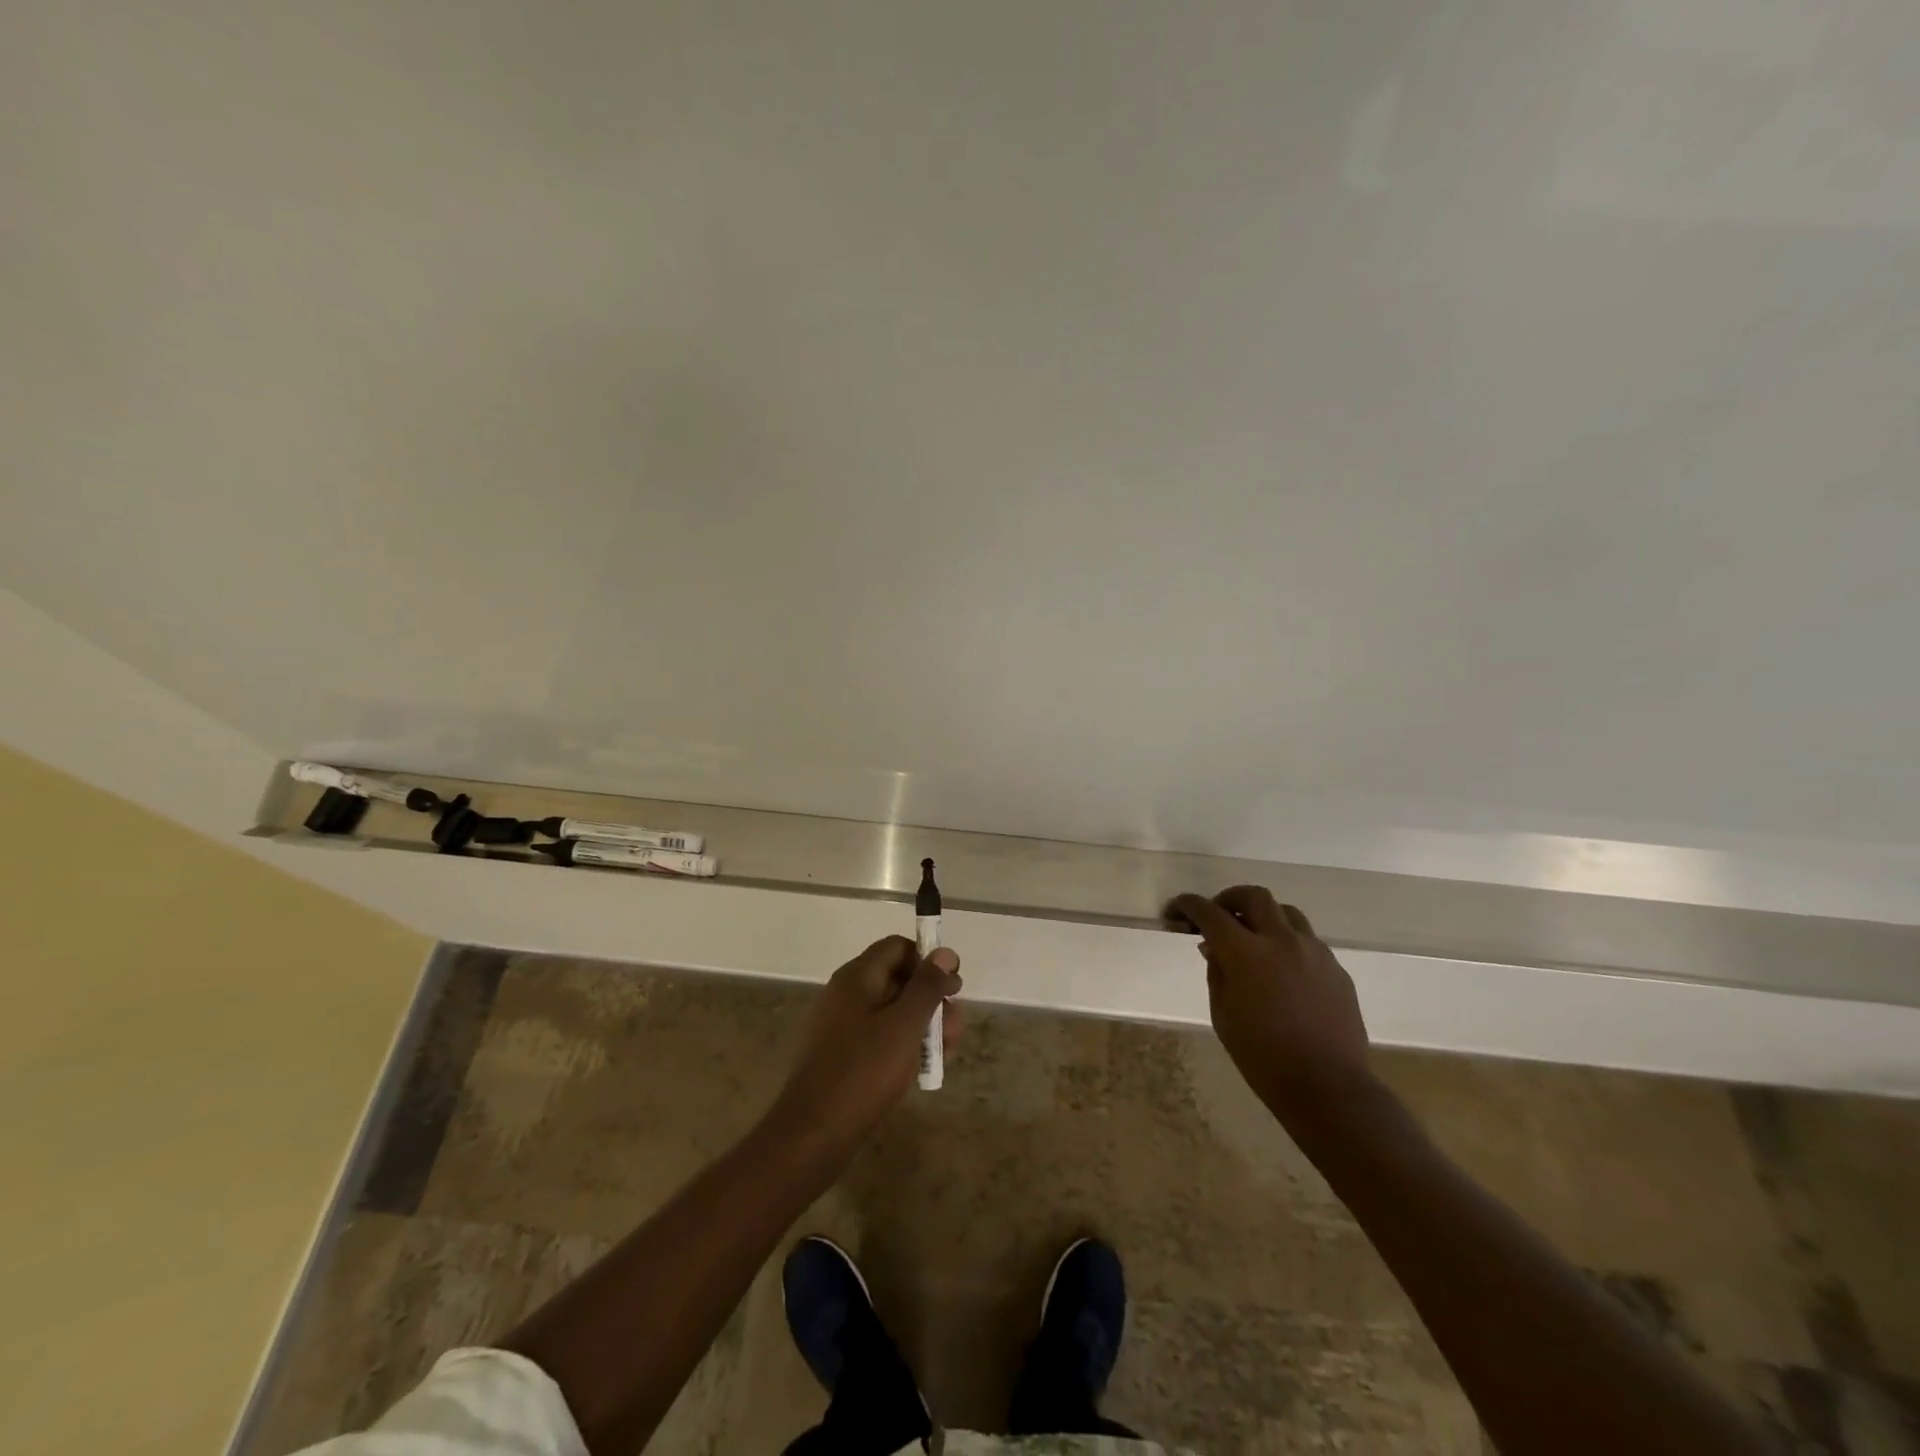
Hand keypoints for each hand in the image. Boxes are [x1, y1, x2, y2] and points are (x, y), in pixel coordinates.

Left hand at [770, 936, 961, 1150]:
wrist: (813, 1134)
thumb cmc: (863, 1072)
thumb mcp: (905, 1025)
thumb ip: (927, 987)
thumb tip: (944, 952)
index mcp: (857, 977)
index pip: (897, 947)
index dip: (927, 961)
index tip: (952, 986)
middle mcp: (846, 994)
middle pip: (897, 979)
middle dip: (931, 999)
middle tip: (956, 1027)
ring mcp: (841, 1025)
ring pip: (891, 1011)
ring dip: (922, 1024)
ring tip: (946, 1052)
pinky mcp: (841, 1055)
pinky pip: (879, 1036)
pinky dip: (903, 1044)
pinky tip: (922, 1068)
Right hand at [1168, 887, 1369, 1121]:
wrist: (1327, 1087)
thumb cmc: (1262, 1057)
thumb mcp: (1223, 1015)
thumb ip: (1217, 972)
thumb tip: (1213, 946)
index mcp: (1246, 953)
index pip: (1209, 913)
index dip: (1188, 905)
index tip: (1176, 909)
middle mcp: (1281, 941)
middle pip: (1254, 896)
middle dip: (1229, 898)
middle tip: (1218, 915)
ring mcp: (1314, 951)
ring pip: (1286, 912)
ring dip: (1264, 916)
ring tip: (1254, 938)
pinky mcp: (1336, 968)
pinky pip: (1308, 940)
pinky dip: (1288, 942)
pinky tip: (1282, 969)